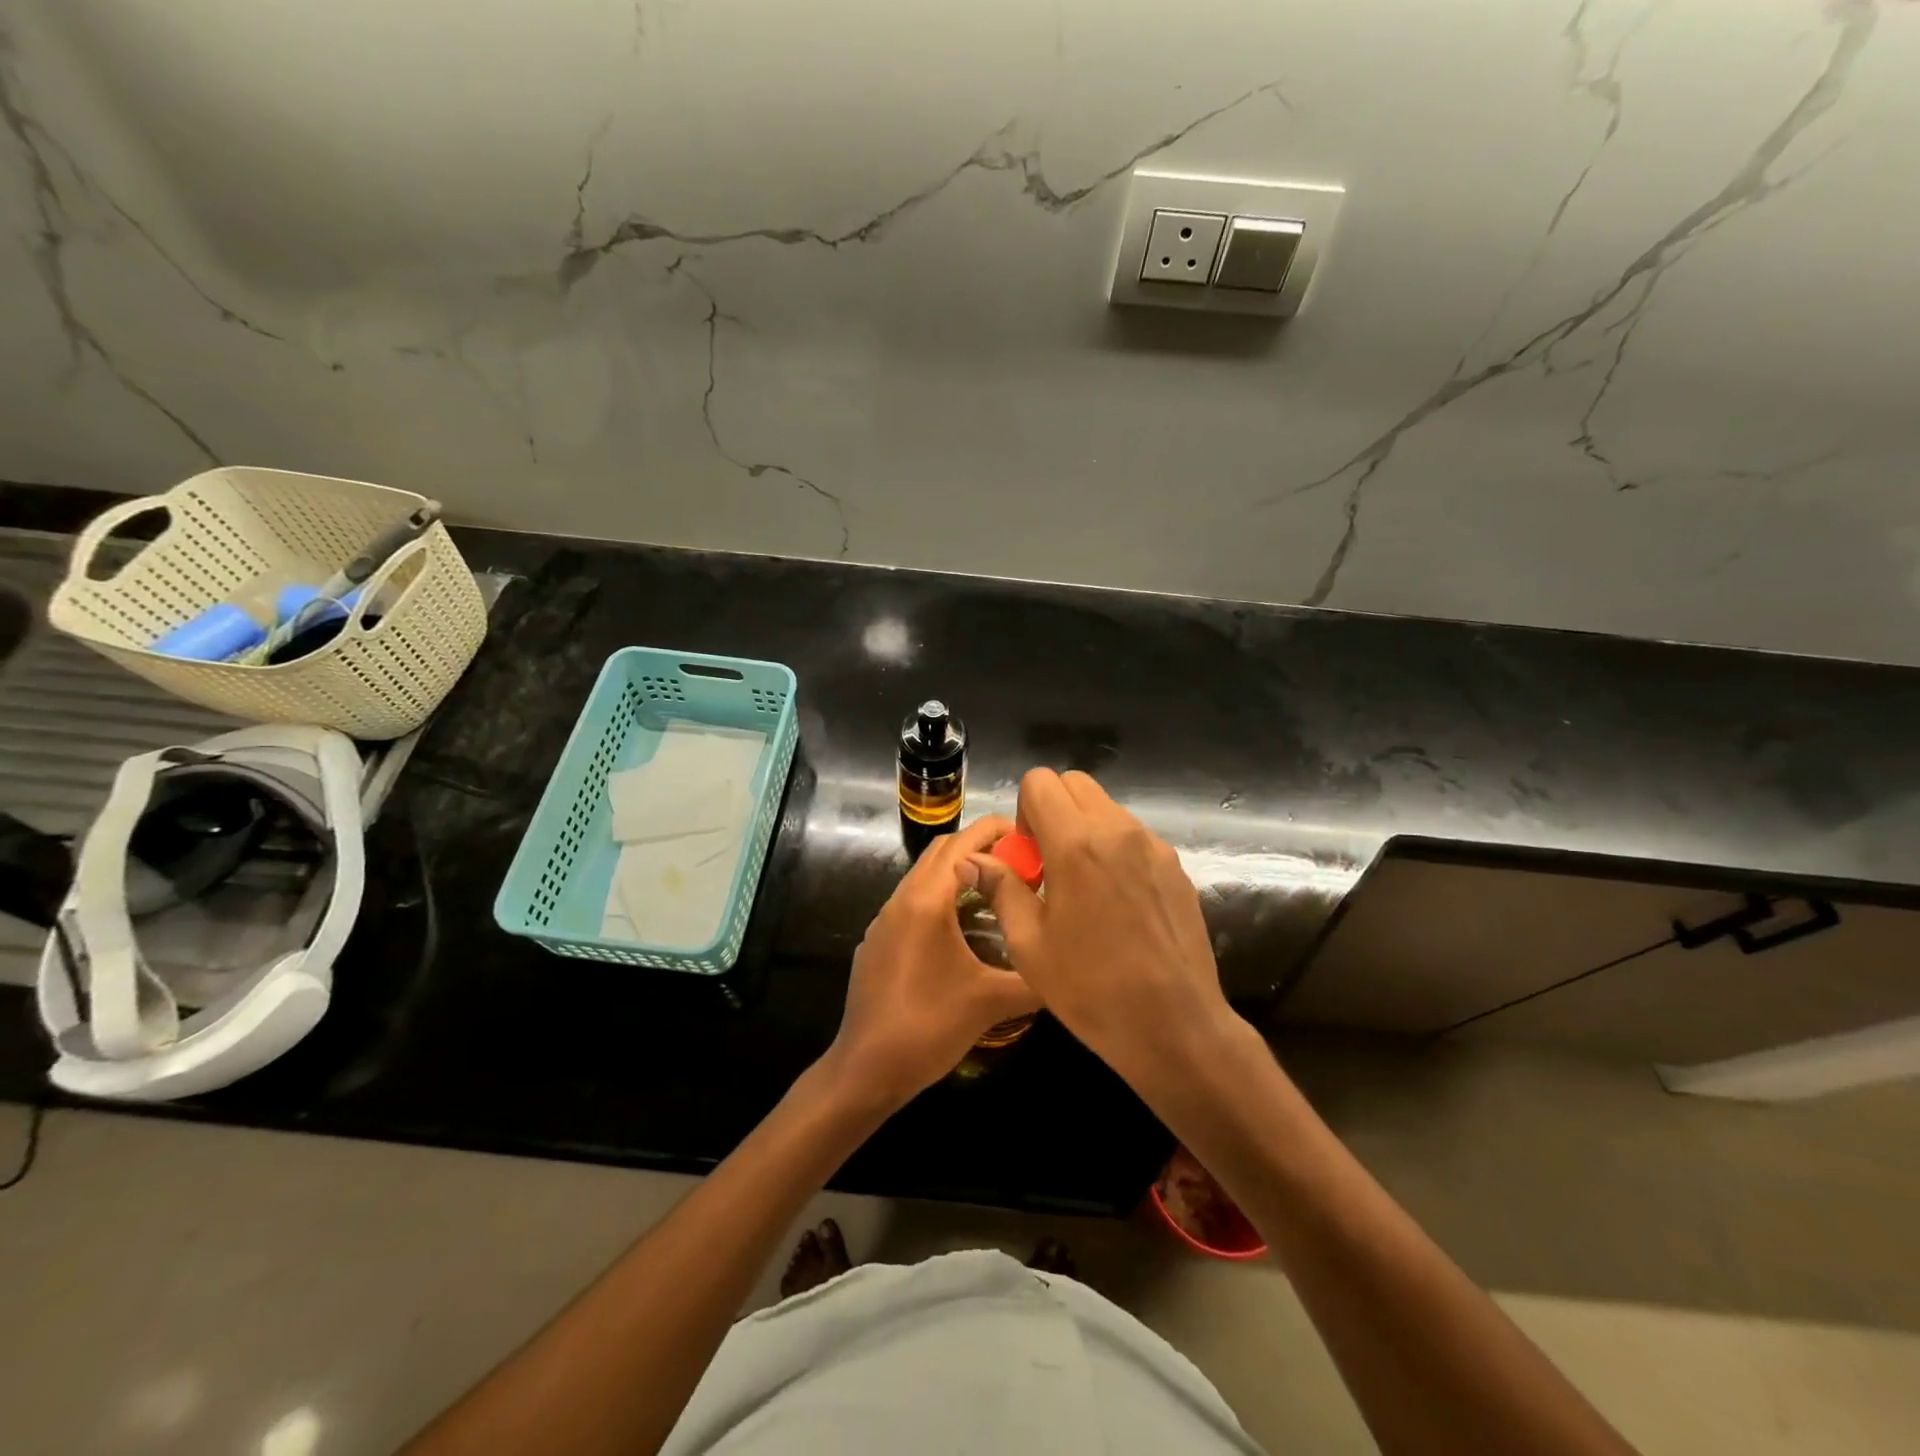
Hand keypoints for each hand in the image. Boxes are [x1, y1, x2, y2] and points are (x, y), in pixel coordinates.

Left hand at [824, 814, 1042, 1109]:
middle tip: (1020, 861)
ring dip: (958, 871)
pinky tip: (961, 928)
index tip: (1030, 836)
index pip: (962, 843)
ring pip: (924, 876)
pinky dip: (940, 896)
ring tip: (997, 889)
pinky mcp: (877, 942)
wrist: (865, 1070)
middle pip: (941, 851)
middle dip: (979, 845)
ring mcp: (883, 920)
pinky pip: (911, 902)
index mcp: (926, 900)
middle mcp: (901, 899)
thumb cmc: (928, 1028)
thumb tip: (1068, 964)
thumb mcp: (991, 1003)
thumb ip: (1034, 979)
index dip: (996, 830)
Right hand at [962, 769, 1231, 1080]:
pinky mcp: (1175, 866)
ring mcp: (1153, 846)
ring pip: (1107, 807)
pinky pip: (1133, 835)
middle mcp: (1118, 831)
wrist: (1175, 1026)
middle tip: (1049, 865)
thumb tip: (971, 860)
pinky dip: (1114, 849)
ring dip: (1084, 829)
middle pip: (1075, 783)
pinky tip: (1116, 903)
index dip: (1024, 810)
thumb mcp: (1029, 944)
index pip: (1040, 782)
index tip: (1029, 855)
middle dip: (1053, 811)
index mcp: (1077, 844)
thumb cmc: (1091, 990)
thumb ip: (1001, 889)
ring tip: (1083, 888)